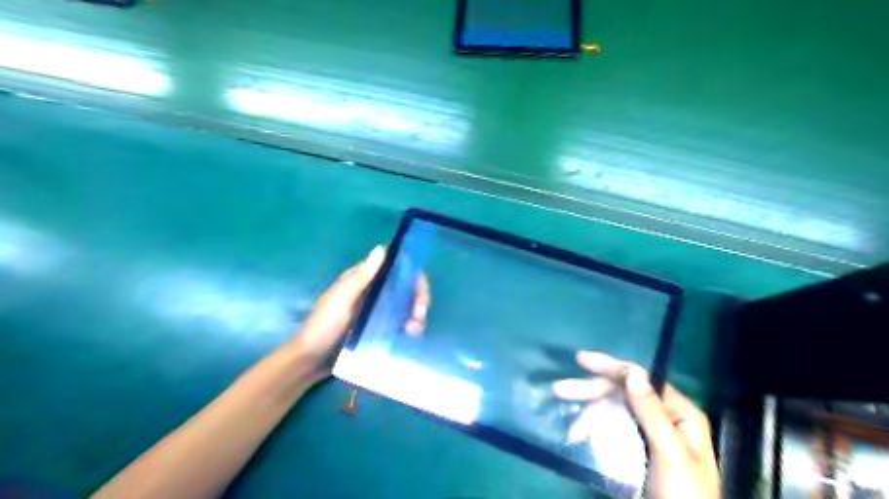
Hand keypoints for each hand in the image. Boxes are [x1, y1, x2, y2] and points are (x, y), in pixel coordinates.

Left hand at [290, 248, 431, 379]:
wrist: (309, 362)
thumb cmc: (322, 328)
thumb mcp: (340, 301)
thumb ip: (360, 278)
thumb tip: (382, 248)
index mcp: (362, 279)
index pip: (395, 267)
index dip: (413, 275)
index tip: (420, 292)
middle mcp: (373, 291)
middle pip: (405, 286)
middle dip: (418, 297)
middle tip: (419, 315)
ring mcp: (376, 310)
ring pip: (406, 304)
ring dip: (416, 314)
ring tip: (413, 330)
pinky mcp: (378, 328)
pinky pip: (400, 322)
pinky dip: (410, 326)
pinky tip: (410, 336)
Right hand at [553, 350, 716, 497]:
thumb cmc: (684, 497)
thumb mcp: (670, 455)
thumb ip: (652, 414)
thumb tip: (632, 372)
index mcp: (679, 413)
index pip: (641, 379)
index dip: (610, 367)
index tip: (580, 360)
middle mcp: (663, 417)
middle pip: (622, 393)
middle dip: (591, 390)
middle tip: (559, 389)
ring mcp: (647, 434)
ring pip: (613, 411)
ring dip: (588, 412)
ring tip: (569, 426)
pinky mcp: (634, 450)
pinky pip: (610, 430)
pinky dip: (592, 429)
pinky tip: (576, 435)